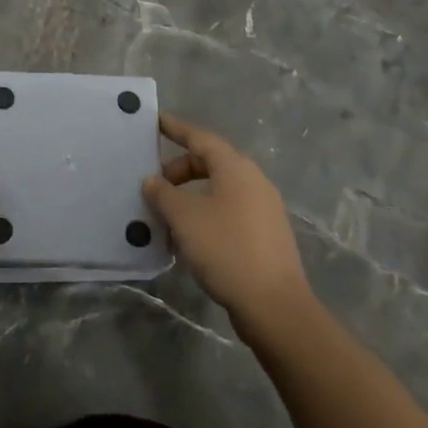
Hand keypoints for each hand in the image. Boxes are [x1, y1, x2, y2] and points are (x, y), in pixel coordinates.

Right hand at [145, 113, 310, 324]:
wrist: (275, 306)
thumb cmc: (227, 249)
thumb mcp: (185, 218)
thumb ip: (163, 194)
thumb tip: (152, 181)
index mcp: (236, 168)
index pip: (200, 138)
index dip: (176, 128)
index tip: (155, 120)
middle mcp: (253, 181)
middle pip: (211, 162)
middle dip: (179, 169)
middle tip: (154, 184)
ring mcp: (263, 209)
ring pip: (219, 189)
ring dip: (191, 194)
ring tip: (167, 213)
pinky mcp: (265, 235)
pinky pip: (229, 210)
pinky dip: (206, 213)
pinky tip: (190, 236)